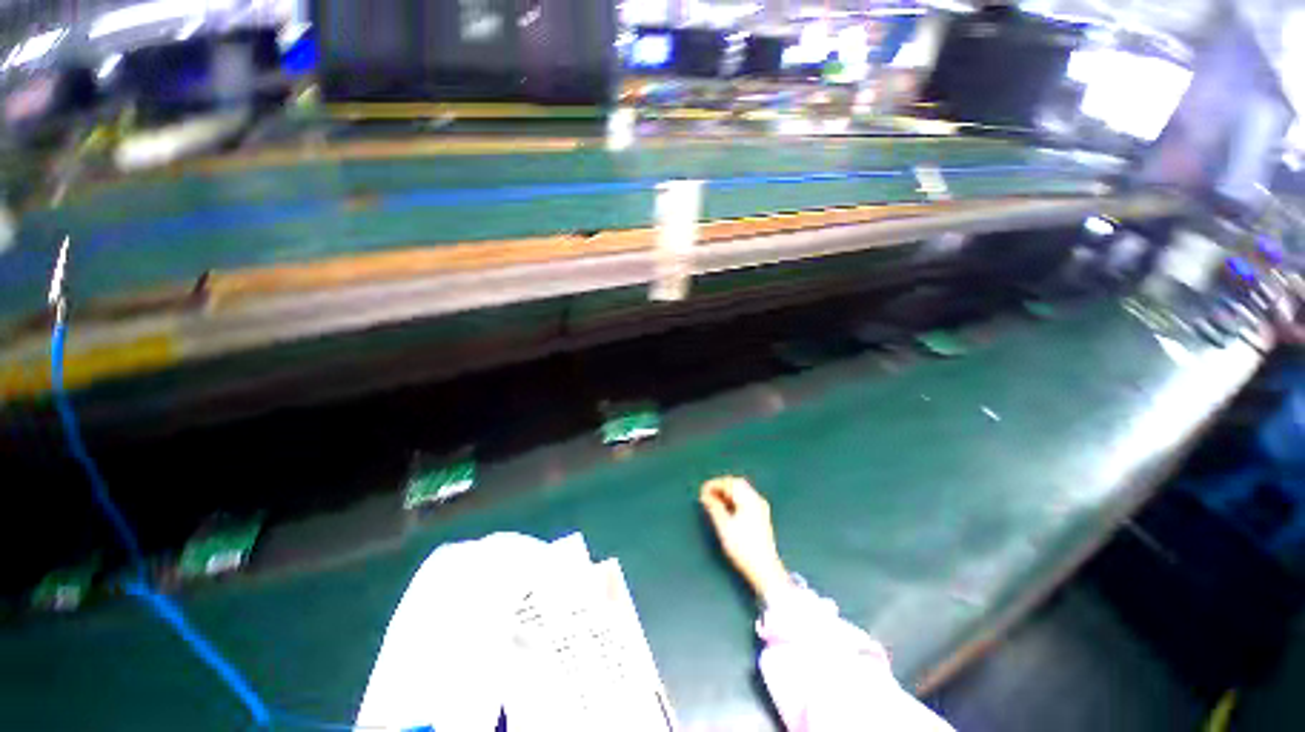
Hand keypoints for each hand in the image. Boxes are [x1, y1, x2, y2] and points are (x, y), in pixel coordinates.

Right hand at [700, 477, 790, 602]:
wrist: (765, 569)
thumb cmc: (743, 548)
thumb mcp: (724, 527)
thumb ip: (714, 508)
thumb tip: (705, 495)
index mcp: (749, 499)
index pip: (730, 483)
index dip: (714, 484)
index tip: (701, 491)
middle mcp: (756, 500)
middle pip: (737, 484)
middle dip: (721, 486)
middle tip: (707, 493)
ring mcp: (760, 507)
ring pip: (742, 491)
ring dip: (727, 492)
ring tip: (713, 501)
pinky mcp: (761, 516)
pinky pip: (745, 498)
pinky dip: (734, 498)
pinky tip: (726, 508)